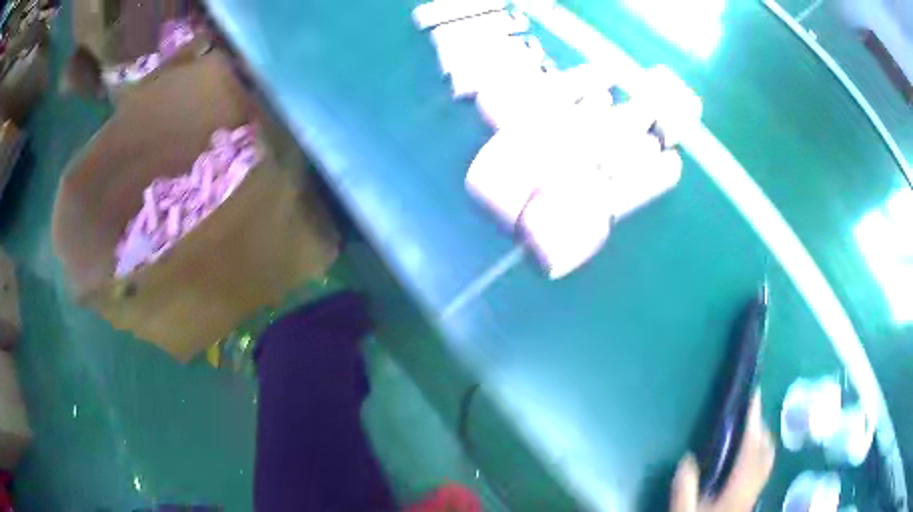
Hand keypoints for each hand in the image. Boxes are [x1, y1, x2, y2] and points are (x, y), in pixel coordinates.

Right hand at [670, 393, 775, 511]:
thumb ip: (684, 491)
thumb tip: (686, 460)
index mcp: (739, 487)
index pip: (751, 446)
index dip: (754, 420)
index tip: (753, 395)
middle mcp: (753, 485)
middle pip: (766, 450)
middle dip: (760, 427)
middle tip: (748, 412)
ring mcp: (755, 492)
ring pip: (768, 458)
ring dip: (762, 439)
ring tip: (748, 429)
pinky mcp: (752, 497)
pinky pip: (764, 467)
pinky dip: (760, 453)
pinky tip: (747, 457)